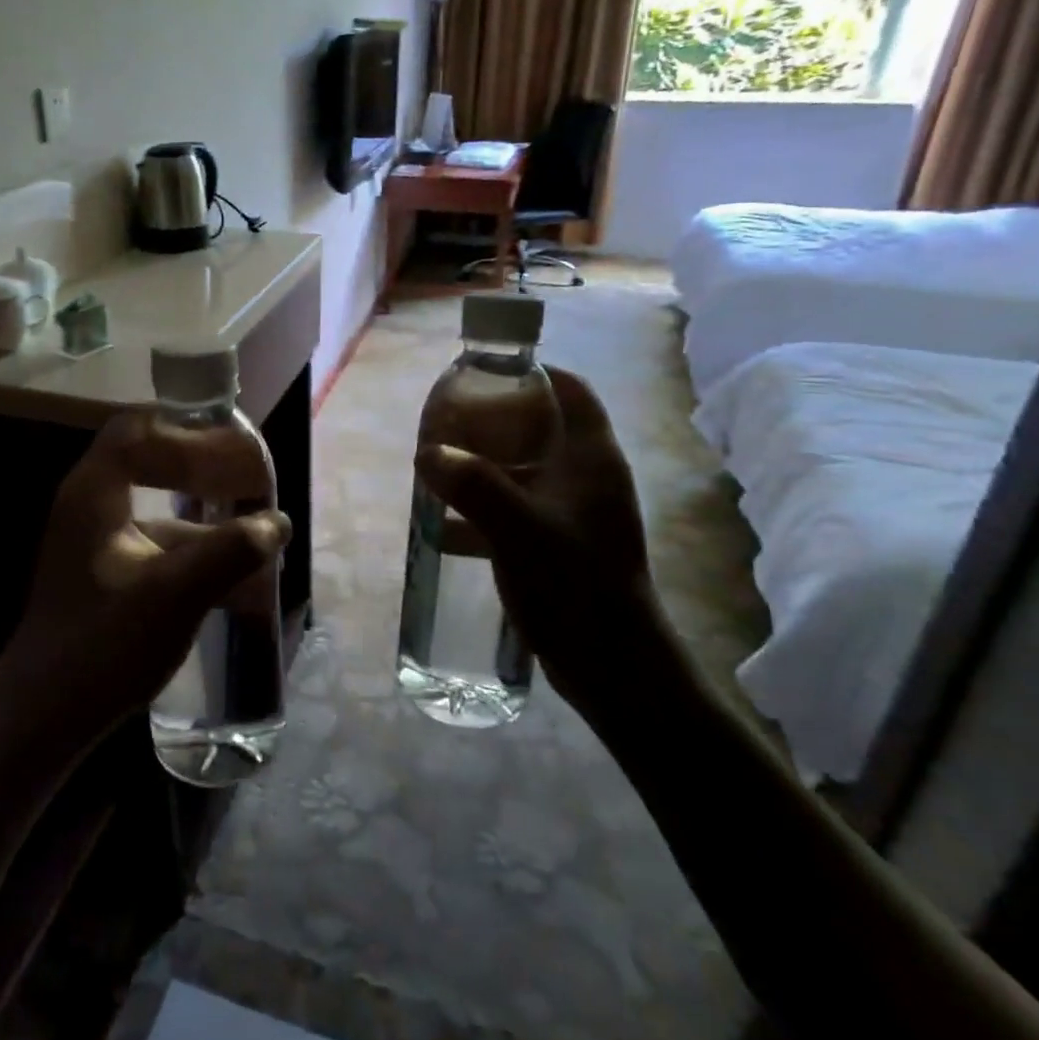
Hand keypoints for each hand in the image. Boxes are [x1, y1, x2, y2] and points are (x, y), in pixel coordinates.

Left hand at [1, 410, 290, 743]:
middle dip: (203, 465)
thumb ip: (231, 552)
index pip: (141, 430)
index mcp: (95, 492)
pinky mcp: (106, 569)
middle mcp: (90, 502)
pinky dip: (193, 544)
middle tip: (250, 477)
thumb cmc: (104, 646)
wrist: (45, 716)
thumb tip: (278, 522)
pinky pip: (155, 538)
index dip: (192, 434)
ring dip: (204, 510)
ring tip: (254, 526)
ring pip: (156, 502)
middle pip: (150, 458)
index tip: (237, 452)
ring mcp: (96, 537)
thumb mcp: (176, 595)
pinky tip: (231, 572)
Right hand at [414, 366, 679, 722]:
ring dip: (483, 468)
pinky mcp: (560, 545)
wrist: (612, 666)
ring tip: (438, 469)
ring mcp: (575, 513)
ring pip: (525, 471)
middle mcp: (588, 478)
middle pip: (541, 428)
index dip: (534, 373)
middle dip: (493, 422)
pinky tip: (445, 526)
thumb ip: (472, 486)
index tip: (486, 374)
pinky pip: (517, 510)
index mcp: (592, 458)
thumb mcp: (518, 529)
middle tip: (448, 425)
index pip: (572, 391)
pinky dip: (484, 509)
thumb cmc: (575, 584)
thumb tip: (427, 453)